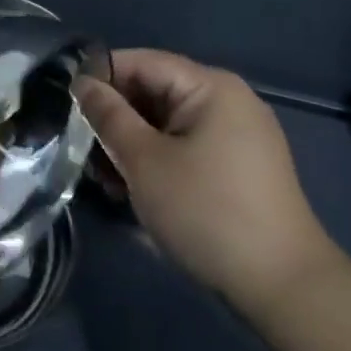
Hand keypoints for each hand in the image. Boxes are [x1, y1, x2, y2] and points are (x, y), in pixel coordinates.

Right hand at [76, 49, 341, 307]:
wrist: (284, 288)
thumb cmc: (207, 212)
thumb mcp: (145, 161)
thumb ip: (109, 116)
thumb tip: (83, 83)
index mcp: (210, 86)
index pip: (142, 62)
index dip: (101, 77)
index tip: (66, 103)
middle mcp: (227, 100)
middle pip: (155, 91)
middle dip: (115, 118)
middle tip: (82, 149)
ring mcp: (237, 135)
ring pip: (167, 123)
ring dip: (132, 144)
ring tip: (105, 178)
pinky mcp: (239, 167)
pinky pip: (186, 146)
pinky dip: (157, 160)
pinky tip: (134, 190)